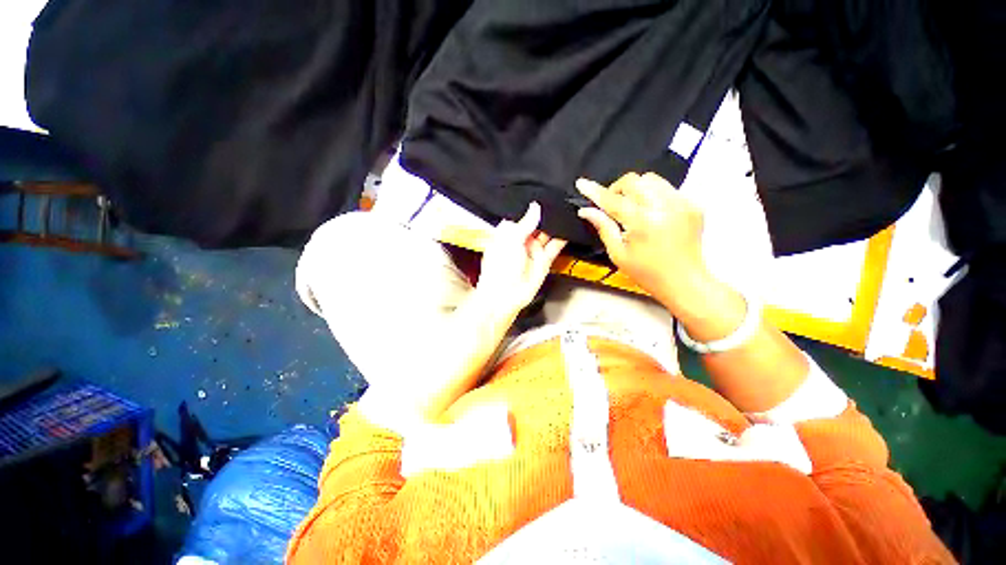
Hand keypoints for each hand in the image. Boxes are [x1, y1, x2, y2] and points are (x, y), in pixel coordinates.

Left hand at [476, 202, 566, 316]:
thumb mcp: (510, 239)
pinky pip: (555, 247)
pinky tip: (568, 230)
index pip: (521, 216)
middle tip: (557, 203)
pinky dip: (562, 239)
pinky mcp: (543, 261)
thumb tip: (534, 207)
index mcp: (507, 234)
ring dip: (555, 226)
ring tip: (565, 213)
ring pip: (547, 234)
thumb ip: (525, 222)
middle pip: (536, 224)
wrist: (505, 295)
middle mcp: (520, 241)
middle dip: (545, 216)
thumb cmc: (498, 270)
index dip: (530, 209)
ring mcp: (532, 251)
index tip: (542, 197)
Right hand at [577, 172, 706, 309]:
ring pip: (651, 179)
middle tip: (612, 206)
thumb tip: (586, 210)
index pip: (613, 200)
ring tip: (633, 209)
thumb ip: (603, 227)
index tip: (582, 184)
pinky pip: (666, 188)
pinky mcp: (692, 204)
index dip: (595, 191)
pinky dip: (653, 195)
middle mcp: (664, 207)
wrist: (684, 281)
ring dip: (636, 189)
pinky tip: (651, 213)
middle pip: (634, 180)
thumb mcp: (618, 254)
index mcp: (643, 223)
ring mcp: (681, 203)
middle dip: (617, 189)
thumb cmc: (647, 273)